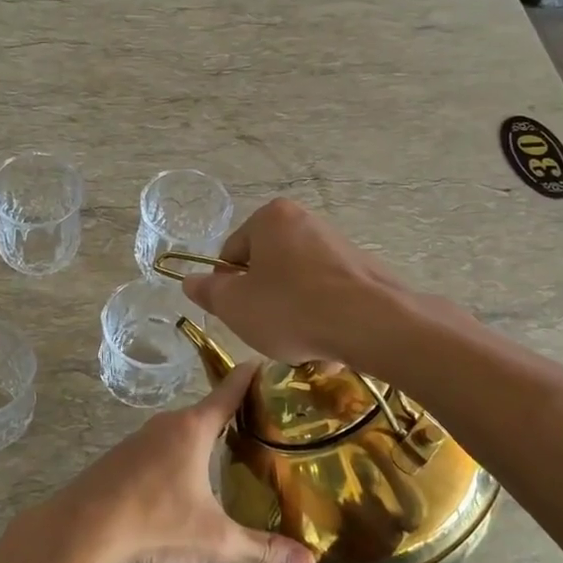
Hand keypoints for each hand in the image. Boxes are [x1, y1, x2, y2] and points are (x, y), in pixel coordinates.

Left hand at [55, 363, 315, 562]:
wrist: (82, 529)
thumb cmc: (155, 521)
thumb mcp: (214, 538)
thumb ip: (261, 549)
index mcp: (193, 429)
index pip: (229, 391)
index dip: (250, 376)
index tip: (267, 362)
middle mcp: (167, 424)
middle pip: (206, 411)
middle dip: (232, 415)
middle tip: (264, 423)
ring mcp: (139, 440)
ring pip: (180, 432)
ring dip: (202, 439)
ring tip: (229, 453)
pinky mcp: (120, 459)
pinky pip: (159, 448)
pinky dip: (177, 455)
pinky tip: (183, 481)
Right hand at [180, 198, 405, 365]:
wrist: (373, 324)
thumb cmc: (291, 309)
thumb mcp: (236, 306)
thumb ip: (208, 291)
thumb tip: (189, 280)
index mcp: (271, 218)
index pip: (232, 253)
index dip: (229, 288)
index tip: (239, 315)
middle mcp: (306, 220)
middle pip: (267, 267)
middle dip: (263, 301)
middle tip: (267, 331)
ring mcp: (338, 244)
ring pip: (297, 284)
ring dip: (292, 313)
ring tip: (300, 343)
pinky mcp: (363, 270)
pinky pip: (328, 295)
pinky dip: (321, 317)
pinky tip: (327, 344)